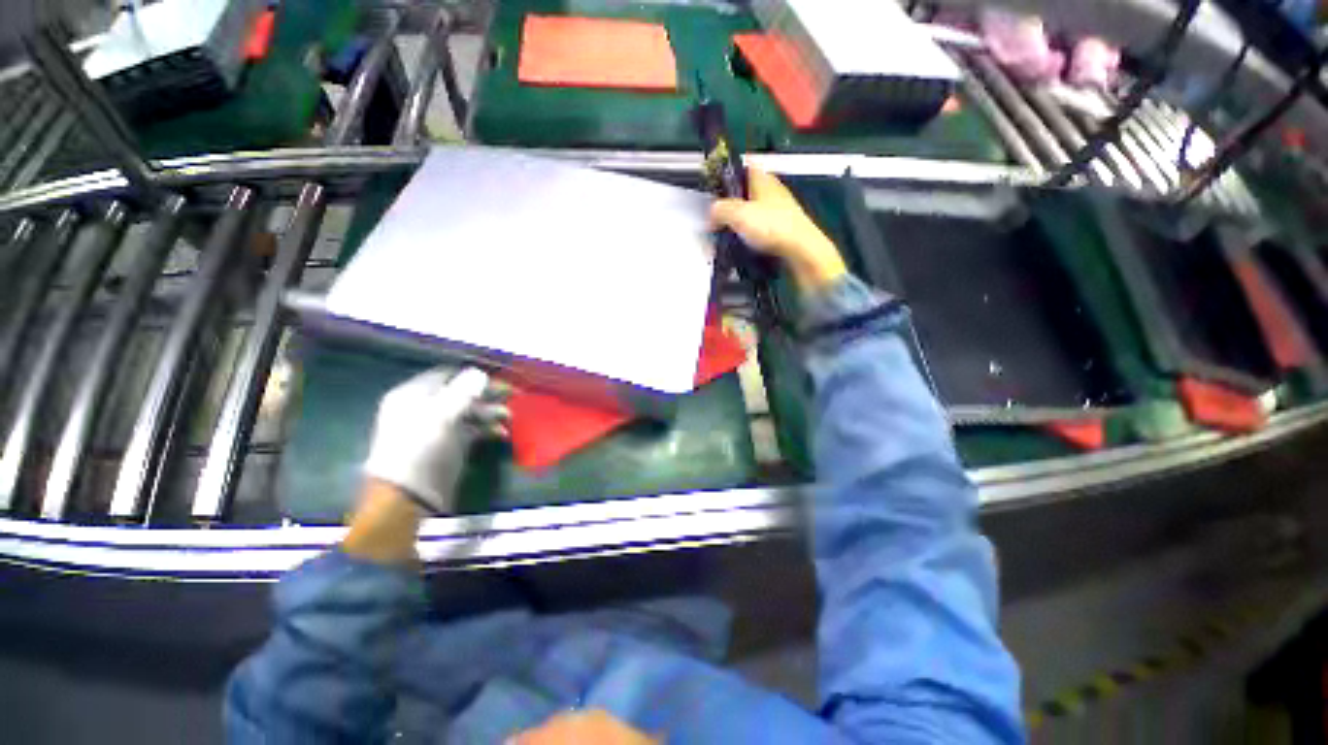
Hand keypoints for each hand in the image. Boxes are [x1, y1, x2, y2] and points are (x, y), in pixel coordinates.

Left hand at [362, 366, 508, 513]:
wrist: (408, 496)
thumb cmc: (420, 449)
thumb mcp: (441, 416)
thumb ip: (463, 392)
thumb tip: (480, 372)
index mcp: (414, 395)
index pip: (447, 375)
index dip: (472, 375)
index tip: (497, 378)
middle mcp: (425, 408)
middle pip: (461, 393)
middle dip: (487, 394)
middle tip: (512, 394)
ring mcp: (438, 428)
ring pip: (470, 412)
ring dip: (491, 412)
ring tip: (509, 416)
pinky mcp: (450, 445)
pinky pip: (472, 430)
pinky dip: (487, 429)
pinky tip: (501, 433)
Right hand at [710, 167, 847, 293]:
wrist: (801, 249)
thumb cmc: (771, 226)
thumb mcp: (738, 215)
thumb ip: (720, 210)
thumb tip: (711, 214)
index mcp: (763, 179)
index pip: (745, 165)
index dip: (730, 171)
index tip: (716, 183)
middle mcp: (773, 190)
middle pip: (748, 190)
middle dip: (733, 201)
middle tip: (718, 214)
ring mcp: (781, 209)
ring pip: (755, 209)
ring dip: (742, 219)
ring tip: (728, 232)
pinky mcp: (784, 228)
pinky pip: (762, 226)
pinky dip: (752, 233)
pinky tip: (745, 243)